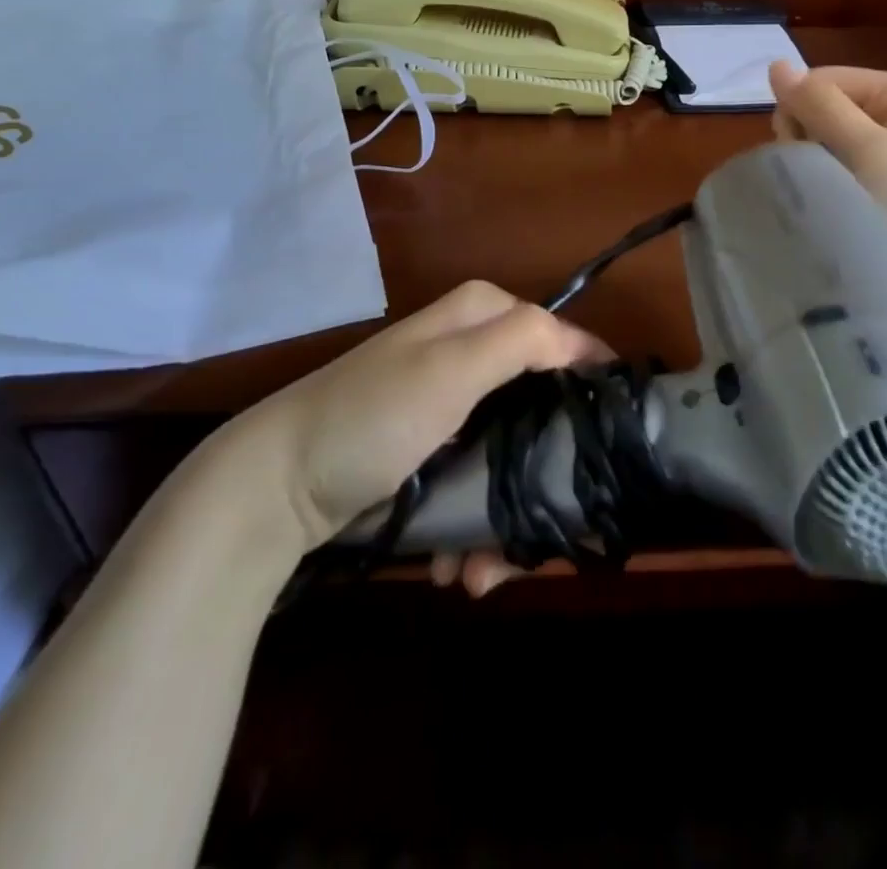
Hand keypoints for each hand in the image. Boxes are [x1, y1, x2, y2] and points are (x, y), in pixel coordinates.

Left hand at [201, 281, 606, 583]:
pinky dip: (474, 527)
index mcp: (483, 315)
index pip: (564, 342)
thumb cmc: (372, 415)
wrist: (275, 486)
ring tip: (484, 571)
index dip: (590, 390)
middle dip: (543, 474)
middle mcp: (473, 351)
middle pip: (542, 408)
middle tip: (548, 531)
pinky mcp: (434, 450)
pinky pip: (478, 482)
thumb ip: (524, 340)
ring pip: (512, 455)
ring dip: (506, 518)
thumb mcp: (451, 367)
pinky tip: (459, 566)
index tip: (611, 449)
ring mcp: (453, 405)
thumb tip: (591, 347)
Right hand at [768, 62, 886, 282]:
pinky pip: (844, 166)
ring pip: (829, 140)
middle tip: (820, 179)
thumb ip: (821, 108)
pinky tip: (837, 205)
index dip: (800, 111)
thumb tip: (775, 65)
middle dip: (808, 139)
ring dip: (818, 164)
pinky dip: (832, 182)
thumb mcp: (871, 152)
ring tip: (830, 197)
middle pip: (825, 108)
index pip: (822, 80)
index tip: (798, 154)